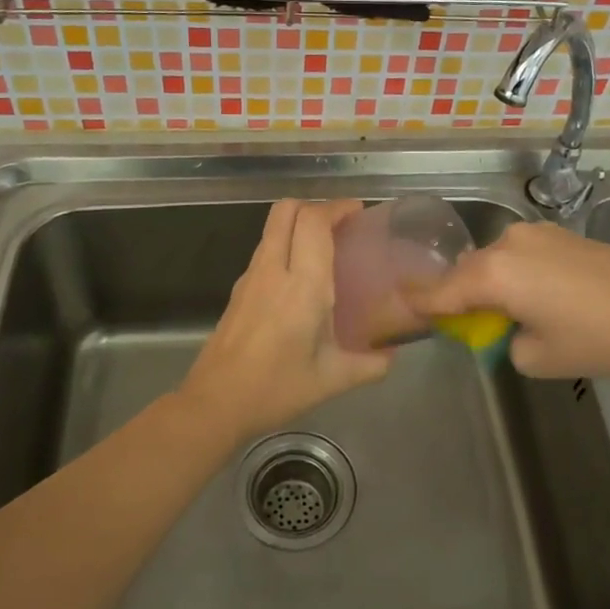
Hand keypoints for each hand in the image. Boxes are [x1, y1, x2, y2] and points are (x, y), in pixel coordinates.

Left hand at [178, 199, 394, 444]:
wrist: (216, 403)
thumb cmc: (277, 388)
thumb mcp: (333, 379)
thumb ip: (371, 365)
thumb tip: (393, 355)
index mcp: (303, 286)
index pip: (314, 222)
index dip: (337, 207)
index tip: (359, 212)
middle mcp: (274, 270)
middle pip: (286, 210)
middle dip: (315, 206)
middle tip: (341, 224)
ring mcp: (251, 277)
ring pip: (271, 227)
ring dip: (298, 223)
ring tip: (324, 246)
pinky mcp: (238, 290)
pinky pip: (264, 250)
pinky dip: (284, 245)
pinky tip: (300, 276)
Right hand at [408, 221, 609, 377]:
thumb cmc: (597, 338)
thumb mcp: (537, 357)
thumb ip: (504, 342)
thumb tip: (507, 328)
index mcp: (493, 274)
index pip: (439, 290)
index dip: (416, 301)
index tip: (394, 303)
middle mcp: (507, 243)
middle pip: (465, 271)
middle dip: (459, 296)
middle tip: (465, 325)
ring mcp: (538, 233)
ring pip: (494, 261)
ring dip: (490, 284)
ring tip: (509, 314)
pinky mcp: (563, 234)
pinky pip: (521, 255)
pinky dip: (515, 274)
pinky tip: (538, 296)